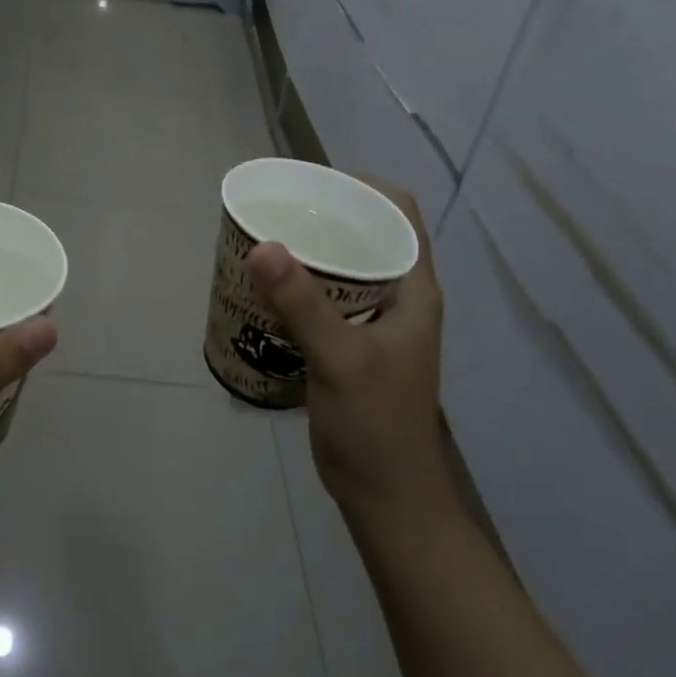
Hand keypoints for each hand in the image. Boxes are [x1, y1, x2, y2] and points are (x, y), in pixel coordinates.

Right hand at [246, 181, 454, 536]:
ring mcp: (373, 322)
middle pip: (365, 234)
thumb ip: (302, 303)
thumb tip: (262, 245)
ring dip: (307, 251)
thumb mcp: (340, 358)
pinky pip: (323, 297)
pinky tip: (263, 287)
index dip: (362, 186)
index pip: (398, 213)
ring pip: (341, 267)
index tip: (312, 182)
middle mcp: (397, 297)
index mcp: (413, 289)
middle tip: (275, 208)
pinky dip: (296, 285)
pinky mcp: (348, 344)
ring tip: (262, 238)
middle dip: (323, 215)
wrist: (384, 494)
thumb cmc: (375, 423)